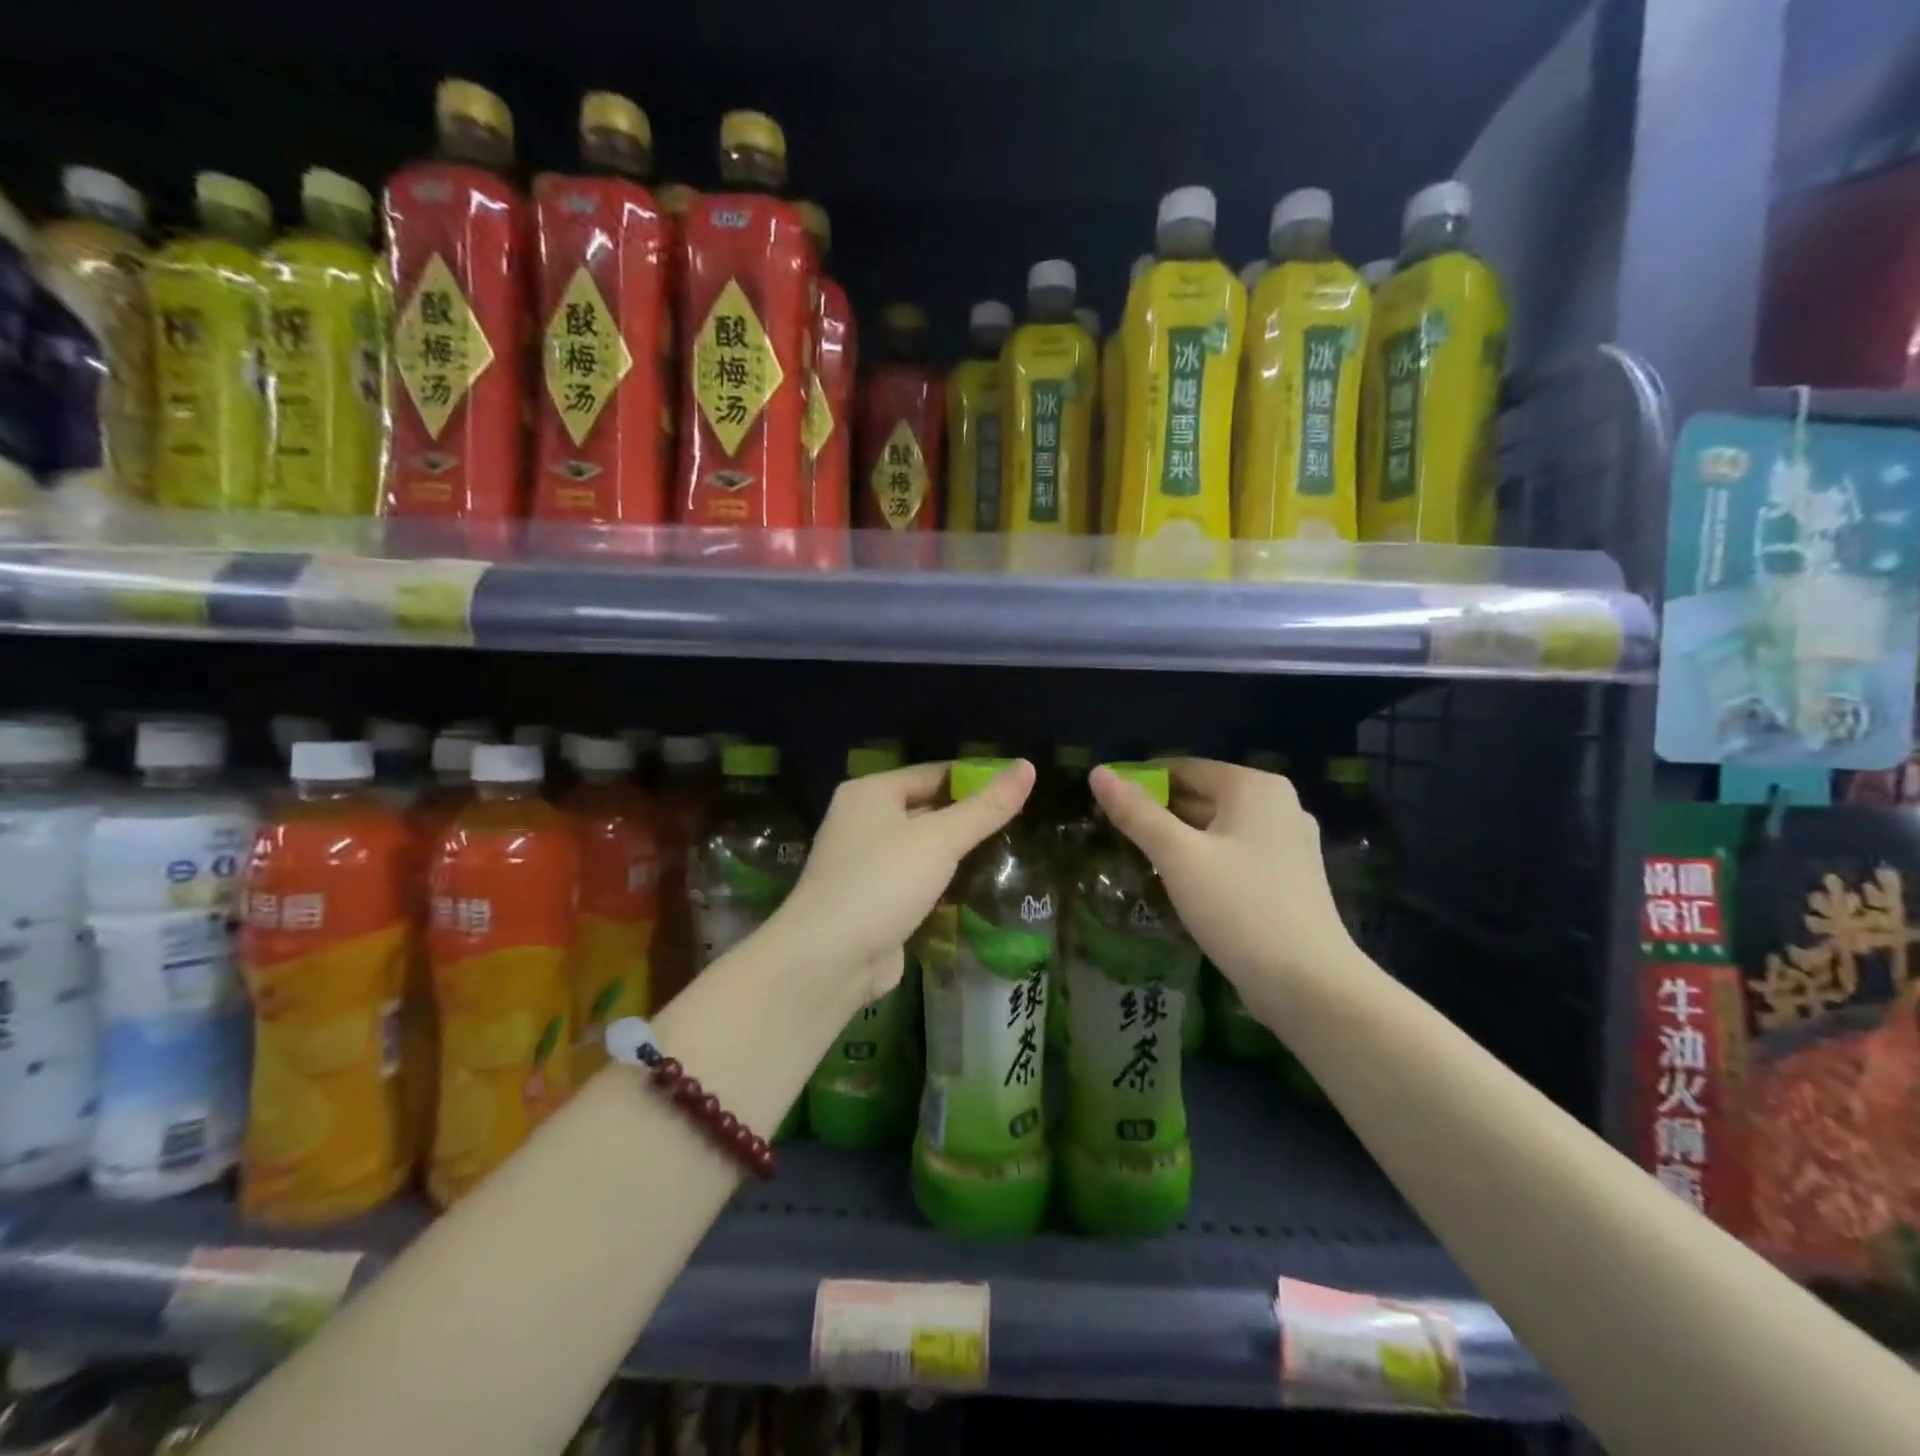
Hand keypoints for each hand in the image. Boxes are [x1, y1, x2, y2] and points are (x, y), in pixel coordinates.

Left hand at [774, 759, 1036, 1009]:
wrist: (828, 960)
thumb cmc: (882, 883)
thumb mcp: (940, 840)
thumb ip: (986, 807)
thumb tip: (1028, 766)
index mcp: (871, 793)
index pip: (934, 772)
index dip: (976, 778)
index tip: (1019, 789)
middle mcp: (863, 821)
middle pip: (928, 809)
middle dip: (970, 818)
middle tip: (1023, 823)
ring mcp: (866, 864)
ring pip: (924, 849)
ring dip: (958, 854)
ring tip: (1011, 852)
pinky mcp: (874, 901)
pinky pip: (917, 881)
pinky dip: (944, 883)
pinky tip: (980, 888)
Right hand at [1089, 758, 1353, 1009]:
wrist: (1310, 985)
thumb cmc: (1240, 908)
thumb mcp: (1178, 857)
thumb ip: (1136, 813)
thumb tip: (1097, 772)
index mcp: (1255, 787)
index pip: (1184, 768)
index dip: (1140, 782)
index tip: (1105, 805)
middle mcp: (1279, 805)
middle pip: (1203, 796)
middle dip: (1159, 813)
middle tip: (1114, 834)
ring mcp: (1289, 843)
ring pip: (1218, 828)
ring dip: (1179, 839)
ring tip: (1138, 858)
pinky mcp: (1289, 878)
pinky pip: (1235, 854)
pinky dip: (1205, 860)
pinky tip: (1179, 883)